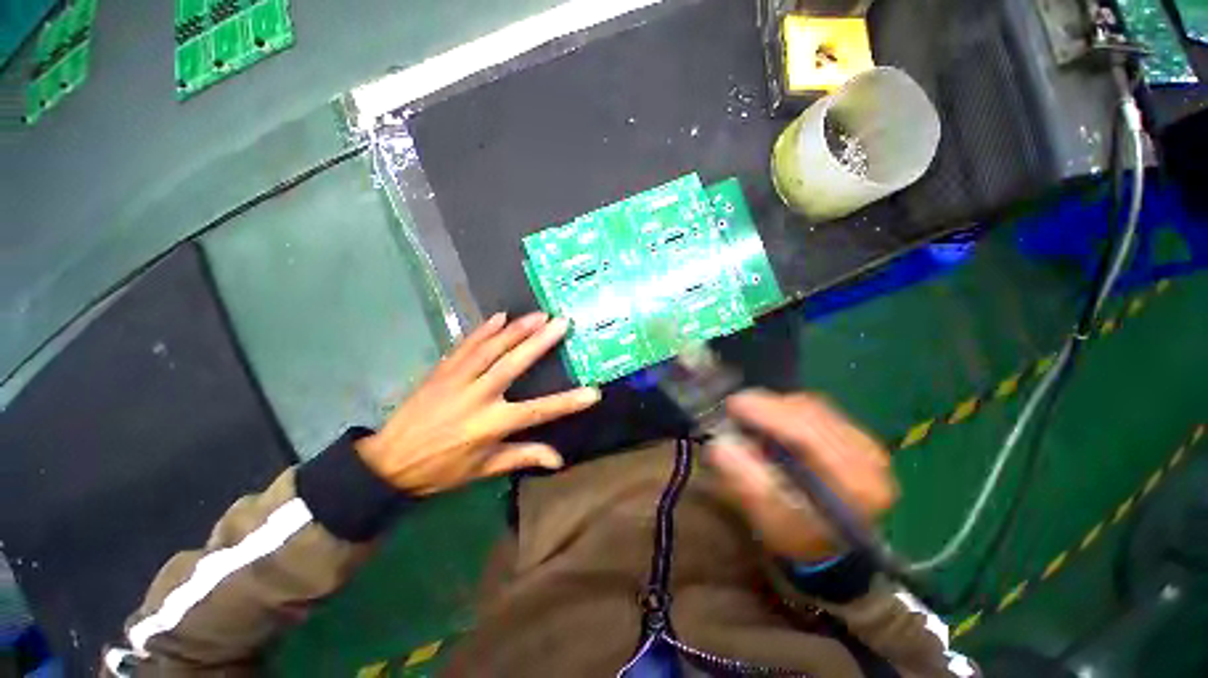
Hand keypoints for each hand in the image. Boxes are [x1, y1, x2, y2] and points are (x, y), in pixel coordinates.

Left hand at [355, 312, 600, 494]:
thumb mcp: (483, 469)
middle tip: (561, 322)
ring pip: (490, 349)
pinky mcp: (441, 371)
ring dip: (516, 329)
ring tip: (538, 314)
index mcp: (490, 425)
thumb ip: (522, 457)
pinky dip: (482, 330)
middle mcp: (477, 397)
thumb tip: (558, 460)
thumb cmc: (440, 470)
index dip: (567, 402)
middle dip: (540, 342)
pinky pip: (464, 346)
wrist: (387, 463)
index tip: (593, 392)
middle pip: (513, 365)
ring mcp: (457, 380)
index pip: (538, 411)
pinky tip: (498, 317)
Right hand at [707, 390, 896, 562]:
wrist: (828, 543)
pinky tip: (774, 419)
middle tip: (736, 407)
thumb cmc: (796, 536)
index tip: (734, 405)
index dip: (768, 414)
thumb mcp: (768, 517)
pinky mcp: (857, 435)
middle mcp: (870, 460)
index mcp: (855, 487)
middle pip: (813, 415)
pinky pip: (818, 409)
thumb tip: (719, 445)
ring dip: (778, 406)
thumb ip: (745, 481)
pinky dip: (790, 409)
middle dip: (769, 406)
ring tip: (752, 415)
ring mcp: (867, 445)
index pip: (810, 436)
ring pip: (815, 407)